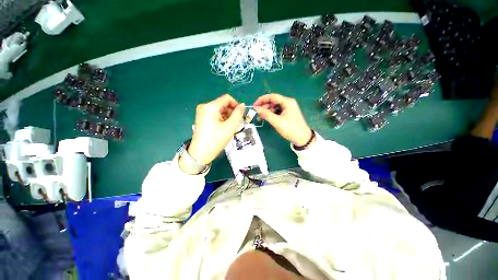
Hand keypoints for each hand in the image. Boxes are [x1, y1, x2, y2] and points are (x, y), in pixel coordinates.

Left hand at [187, 94, 244, 164]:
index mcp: (210, 107)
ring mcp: (202, 112)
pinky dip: (222, 119)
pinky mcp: (202, 118)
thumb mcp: (230, 127)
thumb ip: (238, 114)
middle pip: (223, 104)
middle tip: (237, 123)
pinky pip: (215, 114)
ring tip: (231, 127)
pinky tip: (224, 127)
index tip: (241, 114)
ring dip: (228, 116)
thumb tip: (242, 105)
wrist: (200, 154)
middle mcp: (205, 106)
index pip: (227, 98)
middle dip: (232, 112)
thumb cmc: (216, 140)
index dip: (236, 104)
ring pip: (220, 110)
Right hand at [253, 94, 311, 146]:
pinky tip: (267, 119)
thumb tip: (256, 108)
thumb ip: (266, 114)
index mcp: (287, 102)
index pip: (272, 96)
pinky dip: (271, 114)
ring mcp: (288, 109)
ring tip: (261, 118)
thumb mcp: (277, 121)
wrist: (302, 138)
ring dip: (267, 111)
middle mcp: (287, 103)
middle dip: (264, 107)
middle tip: (257, 114)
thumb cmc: (290, 129)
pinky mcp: (287, 114)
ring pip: (274, 107)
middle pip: (273, 101)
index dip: (262, 100)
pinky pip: (277, 112)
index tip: (254, 106)